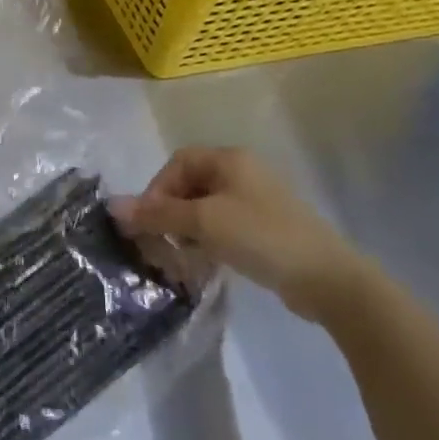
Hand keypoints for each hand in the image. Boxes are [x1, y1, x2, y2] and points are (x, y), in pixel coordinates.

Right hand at [115, 147, 370, 320]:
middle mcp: (242, 173)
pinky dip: (207, 242)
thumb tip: (111, 206)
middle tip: (162, 242)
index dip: (156, 190)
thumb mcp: (203, 223)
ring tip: (183, 257)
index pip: (177, 163)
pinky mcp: (265, 228)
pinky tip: (205, 263)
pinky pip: (222, 227)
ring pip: (204, 209)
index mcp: (229, 160)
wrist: (327, 279)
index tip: (151, 222)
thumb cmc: (261, 237)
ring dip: (186, 231)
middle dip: (169, 213)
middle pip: (188, 186)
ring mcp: (256, 201)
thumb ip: (156, 214)